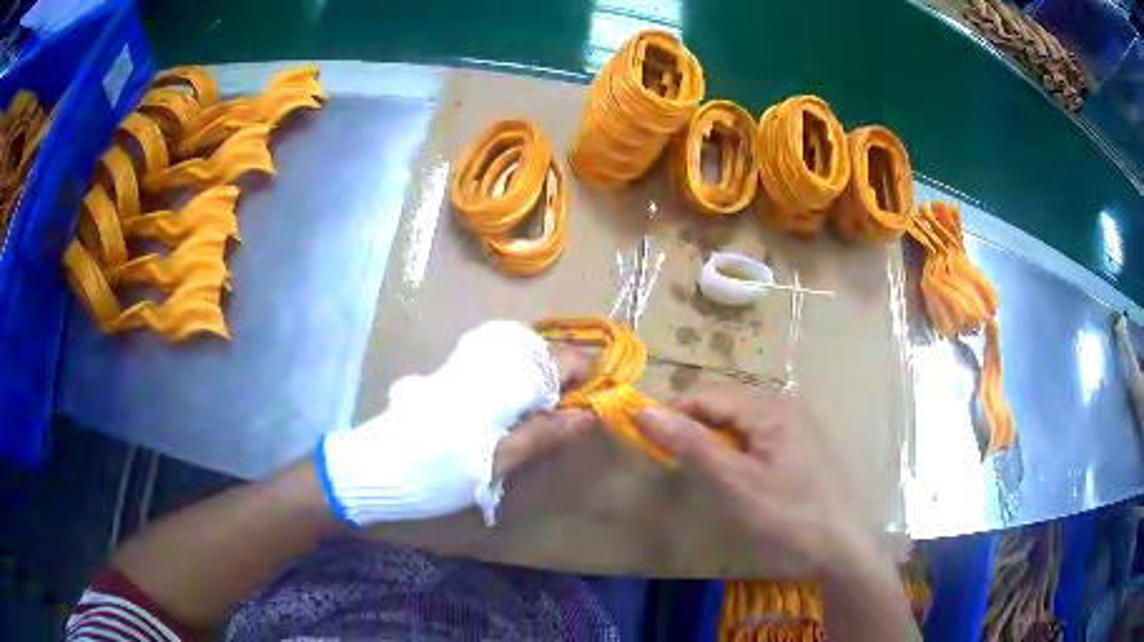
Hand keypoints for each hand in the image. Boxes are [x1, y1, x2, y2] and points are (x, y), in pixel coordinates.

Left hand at [320, 321, 594, 526]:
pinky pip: (497, 361)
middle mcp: (488, 356)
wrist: (378, 466)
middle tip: (573, 411)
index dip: (588, 376)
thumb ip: (545, 434)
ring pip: (521, 354)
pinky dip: (517, 378)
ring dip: (541, 376)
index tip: (599, 400)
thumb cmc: (440, 469)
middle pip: (543, 350)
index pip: (563, 359)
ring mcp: (468, 360)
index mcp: (504, 376)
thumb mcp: (500, 461)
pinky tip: (516, 404)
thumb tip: (590, 415)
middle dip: (565, 375)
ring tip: (549, 410)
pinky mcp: (454, 372)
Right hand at [635, 385, 871, 573]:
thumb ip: (690, 445)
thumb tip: (644, 412)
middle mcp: (783, 407)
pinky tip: (736, 482)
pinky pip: (756, 440)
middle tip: (676, 468)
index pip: (705, 397)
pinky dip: (735, 455)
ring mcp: (795, 427)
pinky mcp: (800, 449)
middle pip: (723, 407)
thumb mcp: (733, 483)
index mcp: (768, 408)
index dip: (673, 417)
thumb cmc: (787, 515)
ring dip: (714, 445)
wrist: (843, 547)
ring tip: (703, 478)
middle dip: (694, 432)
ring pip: (739, 425)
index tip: (648, 446)